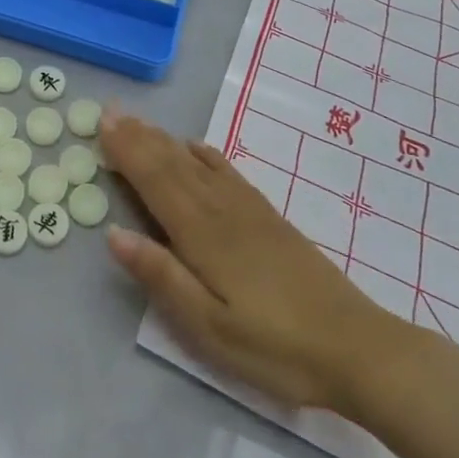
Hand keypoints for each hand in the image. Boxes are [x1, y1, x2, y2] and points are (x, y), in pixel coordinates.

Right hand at [101, 111, 414, 412]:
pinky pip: (228, 172)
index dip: (127, 152)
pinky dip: (205, 155)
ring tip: (140, 122)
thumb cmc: (275, 346)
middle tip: (111, 110)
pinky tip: (196, 147)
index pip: (155, 181)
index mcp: (202, 235)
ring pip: (197, 164)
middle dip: (139, 137)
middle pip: (173, 165)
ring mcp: (249, 210)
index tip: (102, 123)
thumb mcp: (210, 326)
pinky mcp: (269, 218)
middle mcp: (222, 211)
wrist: (356, 347)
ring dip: (165, 140)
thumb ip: (162, 277)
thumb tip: (113, 234)